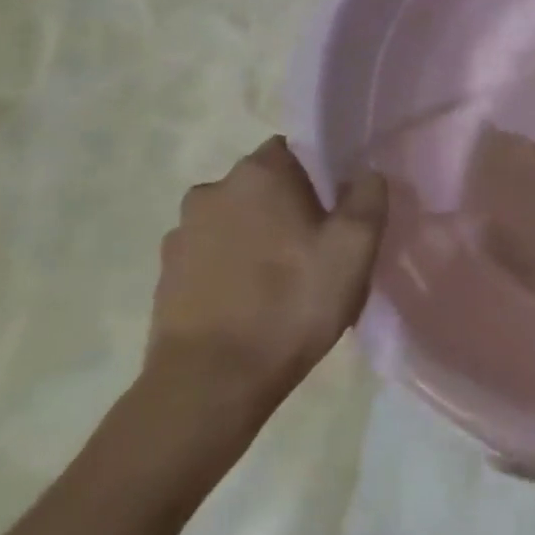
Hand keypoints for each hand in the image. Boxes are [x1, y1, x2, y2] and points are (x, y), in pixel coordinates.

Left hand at [142, 137, 386, 443]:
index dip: (321, 174)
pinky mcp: (165, 274)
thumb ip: (369, 197)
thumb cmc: (290, 305)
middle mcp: (212, 189)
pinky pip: (211, 255)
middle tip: (316, 249)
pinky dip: (230, 268)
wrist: (208, 386)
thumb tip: (366, 174)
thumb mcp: (354, 249)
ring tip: (282, 283)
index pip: (296, 148)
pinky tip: (250, 304)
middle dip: (289, 206)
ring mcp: (181, 232)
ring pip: (236, 220)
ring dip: (256, 237)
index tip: (337, 209)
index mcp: (259, 172)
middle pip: (264, 184)